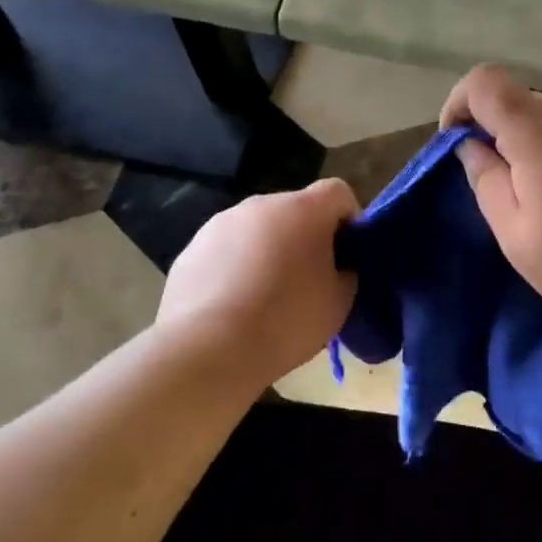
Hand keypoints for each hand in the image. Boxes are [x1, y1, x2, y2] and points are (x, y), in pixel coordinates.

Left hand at [156, 178, 358, 380]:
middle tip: (308, 280)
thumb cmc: (285, 321)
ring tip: (266, 296)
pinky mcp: (193, 246)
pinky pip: (228, 249)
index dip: (348, 218)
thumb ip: (346, 272)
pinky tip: (234, 305)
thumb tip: (337, 266)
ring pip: (259, 229)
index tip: (347, 253)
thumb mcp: (339, 303)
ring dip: (269, 250)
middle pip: (295, 209)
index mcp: (303, 210)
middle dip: (306, 236)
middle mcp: (262, 204)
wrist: (207, 349)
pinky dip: (237, 266)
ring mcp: (222, 222)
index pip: (337, 191)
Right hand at [441, 66, 541, 343]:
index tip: (457, 145)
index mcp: (540, 131)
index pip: (485, 81)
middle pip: (520, 99)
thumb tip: (472, 147)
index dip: (460, 104)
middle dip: (496, 131)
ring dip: (534, 145)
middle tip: (500, 186)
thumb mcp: (517, 235)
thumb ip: (486, 180)